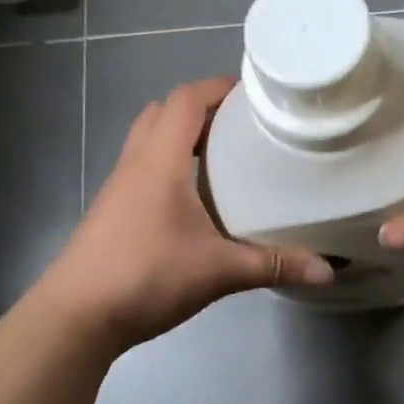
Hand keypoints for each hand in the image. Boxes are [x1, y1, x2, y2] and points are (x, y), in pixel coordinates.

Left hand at [42, 77, 332, 350]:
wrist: (76, 316)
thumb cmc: (146, 276)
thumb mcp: (218, 271)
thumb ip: (273, 265)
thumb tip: (328, 270)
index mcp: (159, 160)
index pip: (186, 99)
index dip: (218, 87)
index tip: (255, 95)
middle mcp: (136, 163)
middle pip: (165, 111)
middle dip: (203, 108)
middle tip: (243, 124)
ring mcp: (120, 186)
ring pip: (150, 138)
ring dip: (183, 135)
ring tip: (225, 154)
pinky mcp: (114, 210)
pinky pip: (144, 166)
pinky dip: (171, 163)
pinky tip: (196, 195)